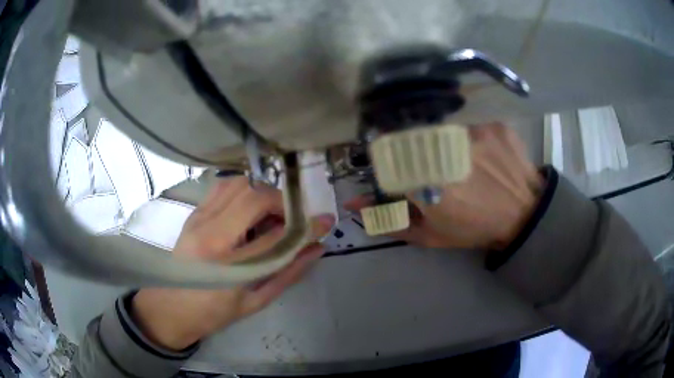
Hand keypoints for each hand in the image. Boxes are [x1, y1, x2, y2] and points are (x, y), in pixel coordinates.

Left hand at [132, 177, 335, 350]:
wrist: (169, 309)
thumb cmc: (213, 314)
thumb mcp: (255, 302)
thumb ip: (288, 273)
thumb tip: (316, 249)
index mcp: (227, 266)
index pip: (276, 236)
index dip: (305, 226)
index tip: (325, 220)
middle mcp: (209, 234)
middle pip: (253, 197)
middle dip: (282, 202)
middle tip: (293, 218)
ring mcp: (197, 219)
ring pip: (236, 184)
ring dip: (261, 193)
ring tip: (271, 214)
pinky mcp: (193, 214)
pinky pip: (221, 188)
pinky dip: (243, 191)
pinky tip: (249, 210)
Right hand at [347, 123, 541, 249]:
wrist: (524, 216)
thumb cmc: (475, 229)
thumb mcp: (430, 235)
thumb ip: (390, 220)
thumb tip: (354, 205)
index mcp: (425, 183)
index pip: (386, 156)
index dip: (392, 161)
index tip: (406, 170)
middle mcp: (445, 151)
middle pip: (412, 136)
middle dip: (419, 152)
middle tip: (440, 170)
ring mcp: (473, 133)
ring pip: (442, 127)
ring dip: (446, 144)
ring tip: (466, 163)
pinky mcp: (492, 124)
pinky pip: (469, 123)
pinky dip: (470, 137)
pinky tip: (483, 154)